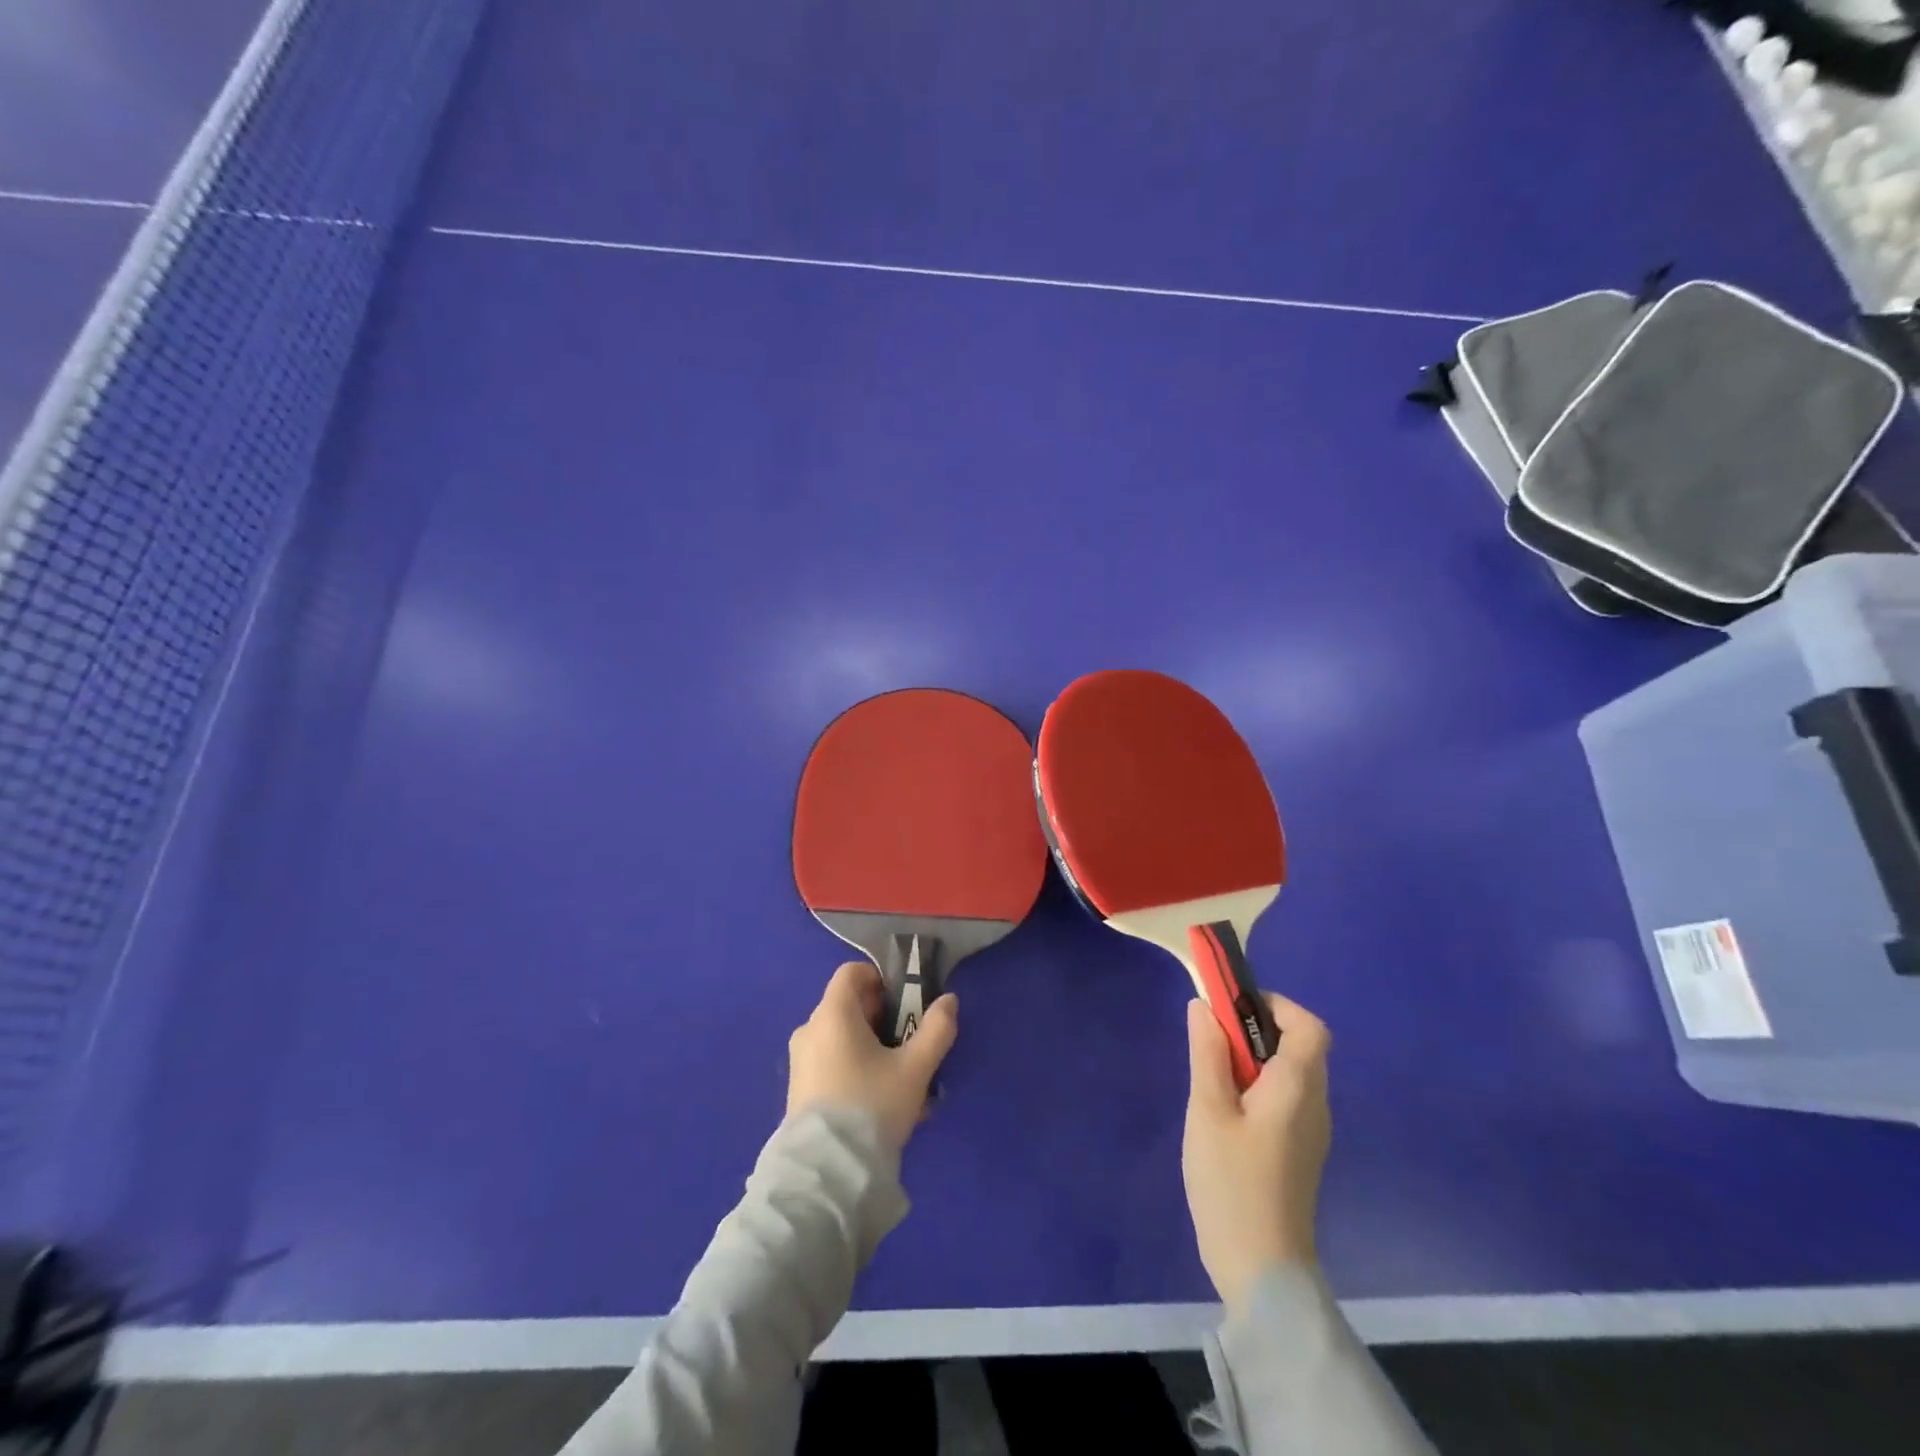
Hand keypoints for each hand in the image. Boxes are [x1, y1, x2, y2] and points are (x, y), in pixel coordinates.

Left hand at [785, 961, 958, 1154]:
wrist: (827, 1175)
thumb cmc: (871, 1106)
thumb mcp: (915, 1068)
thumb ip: (936, 1030)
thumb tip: (949, 1000)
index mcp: (832, 1014)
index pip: (852, 972)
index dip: (880, 979)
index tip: (904, 1004)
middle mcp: (810, 1030)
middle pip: (848, 1006)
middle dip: (882, 1018)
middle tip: (909, 1045)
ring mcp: (800, 1061)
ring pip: (842, 1038)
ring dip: (872, 1048)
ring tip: (900, 1081)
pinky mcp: (798, 1091)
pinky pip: (831, 1064)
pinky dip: (855, 1069)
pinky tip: (879, 1103)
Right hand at [1182, 992, 1331, 1311]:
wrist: (1262, 1271)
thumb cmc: (1232, 1183)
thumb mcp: (1208, 1110)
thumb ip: (1208, 1053)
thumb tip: (1205, 1006)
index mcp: (1298, 1088)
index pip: (1309, 1026)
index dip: (1275, 1005)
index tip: (1231, 1007)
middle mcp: (1314, 1104)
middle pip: (1299, 1046)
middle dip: (1256, 1029)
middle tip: (1211, 1039)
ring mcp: (1310, 1131)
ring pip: (1289, 1073)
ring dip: (1254, 1059)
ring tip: (1211, 1075)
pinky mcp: (1298, 1151)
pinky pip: (1284, 1099)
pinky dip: (1258, 1086)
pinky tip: (1224, 1111)